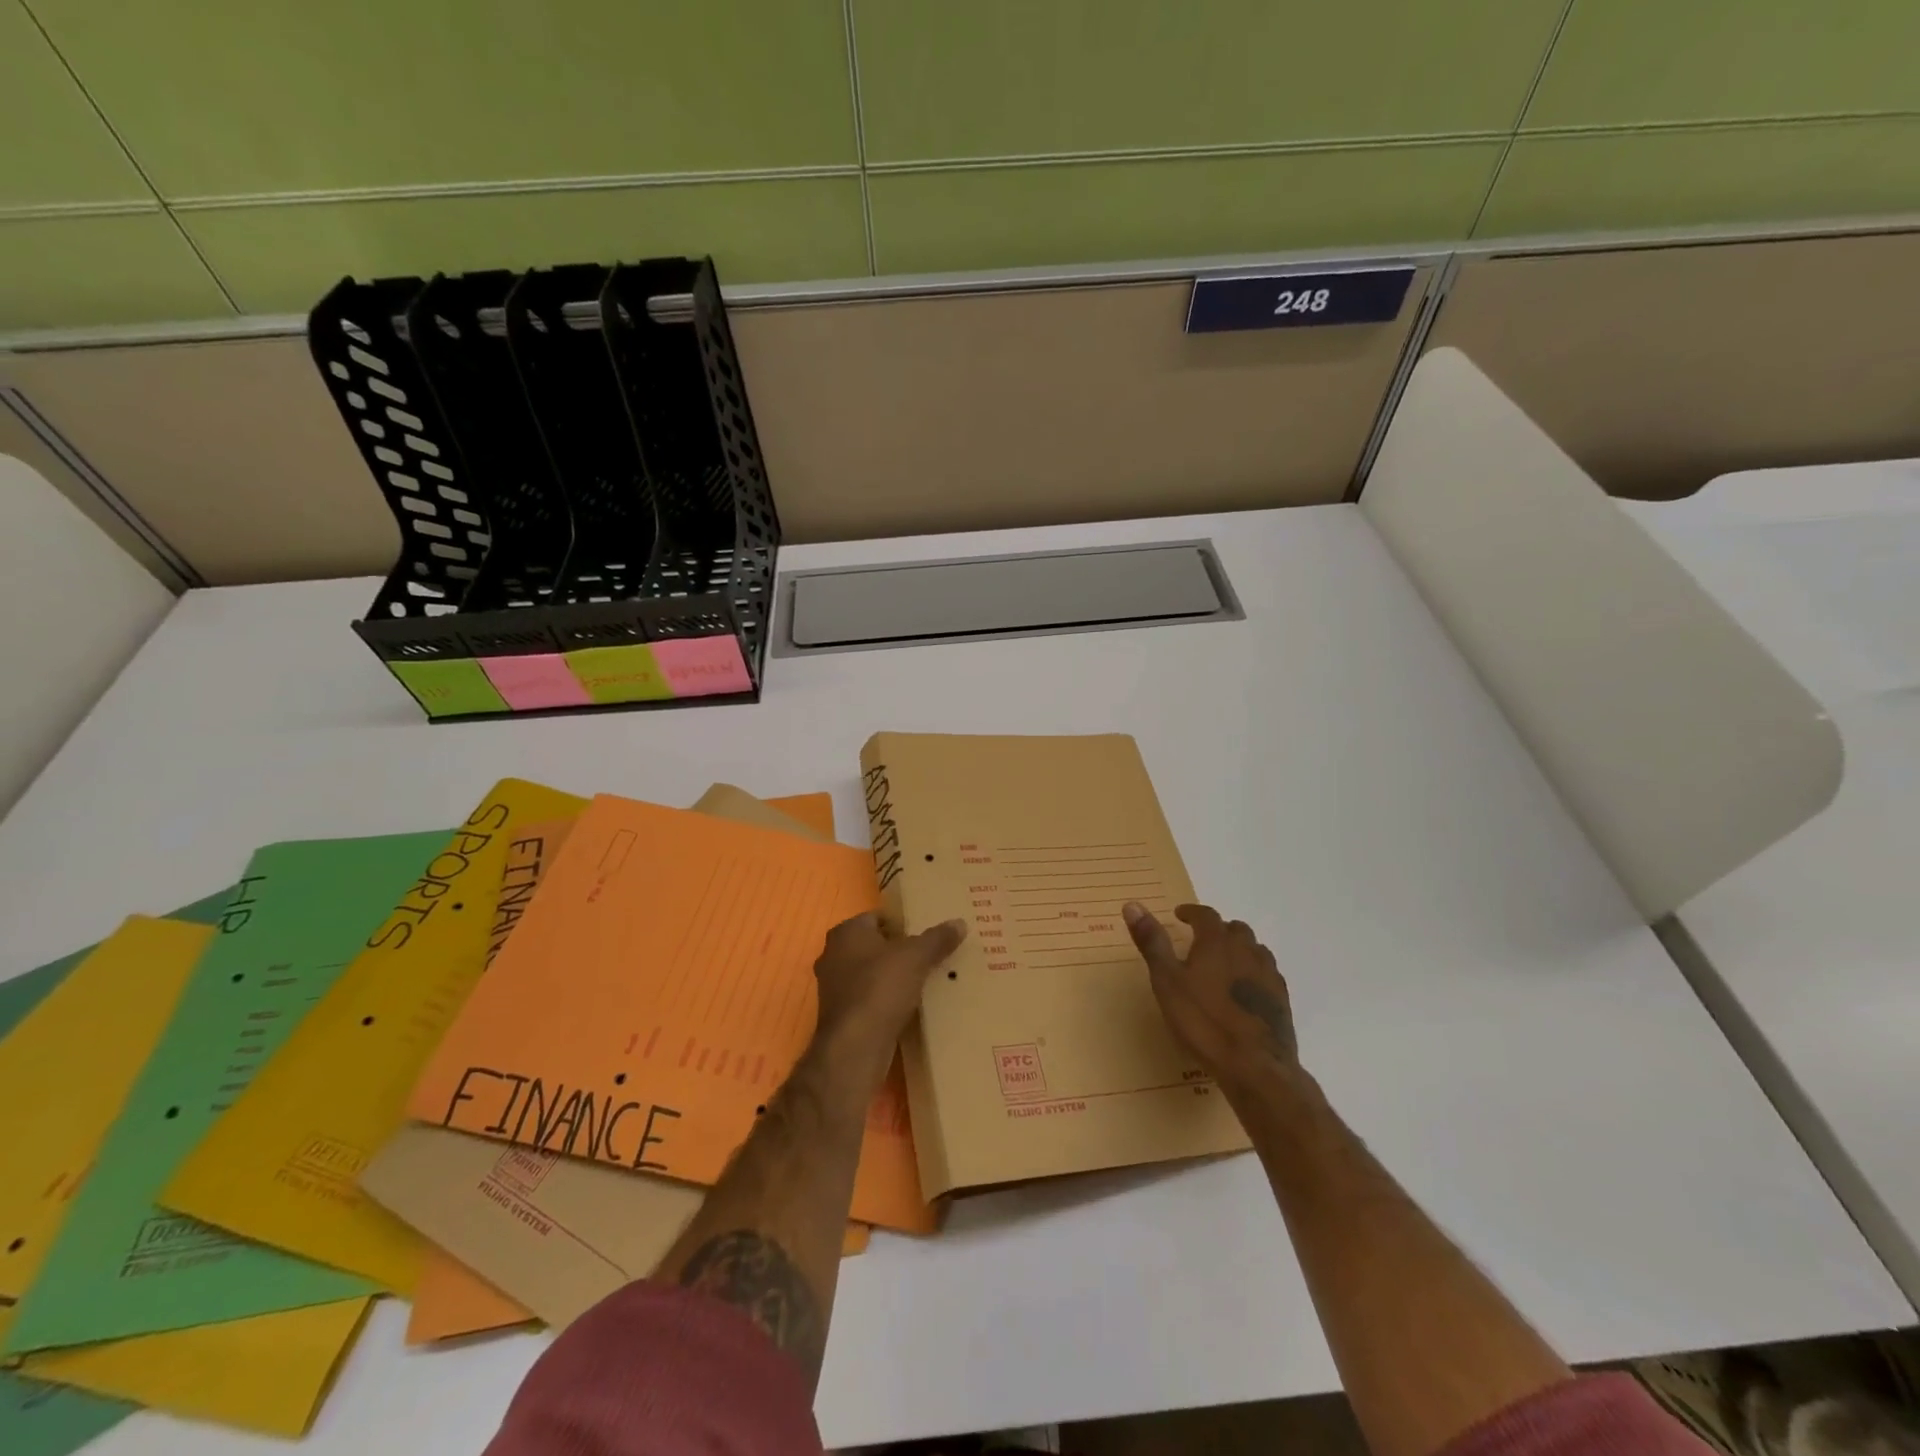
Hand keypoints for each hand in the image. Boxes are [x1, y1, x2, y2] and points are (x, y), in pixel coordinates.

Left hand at [810, 912, 965, 1072]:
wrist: (855, 1046)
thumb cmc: (881, 987)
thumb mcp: (916, 957)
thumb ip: (937, 938)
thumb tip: (960, 923)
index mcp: (846, 932)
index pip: (877, 917)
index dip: (903, 923)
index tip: (927, 933)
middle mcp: (833, 955)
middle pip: (874, 946)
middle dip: (899, 951)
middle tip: (930, 955)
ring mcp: (834, 988)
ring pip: (871, 974)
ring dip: (893, 977)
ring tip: (925, 981)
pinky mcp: (841, 1016)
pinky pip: (869, 999)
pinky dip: (886, 1000)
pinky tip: (910, 1007)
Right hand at [1124, 902, 1301, 1094]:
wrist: (1255, 1067)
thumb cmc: (1203, 1021)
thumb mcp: (1167, 981)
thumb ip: (1152, 942)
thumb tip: (1132, 904)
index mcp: (1217, 942)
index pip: (1206, 915)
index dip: (1191, 912)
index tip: (1180, 915)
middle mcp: (1247, 951)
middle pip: (1235, 929)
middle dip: (1217, 930)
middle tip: (1201, 941)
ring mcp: (1268, 975)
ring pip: (1255, 950)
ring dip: (1239, 950)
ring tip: (1223, 964)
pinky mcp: (1282, 1001)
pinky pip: (1267, 974)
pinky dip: (1253, 973)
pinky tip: (1244, 991)